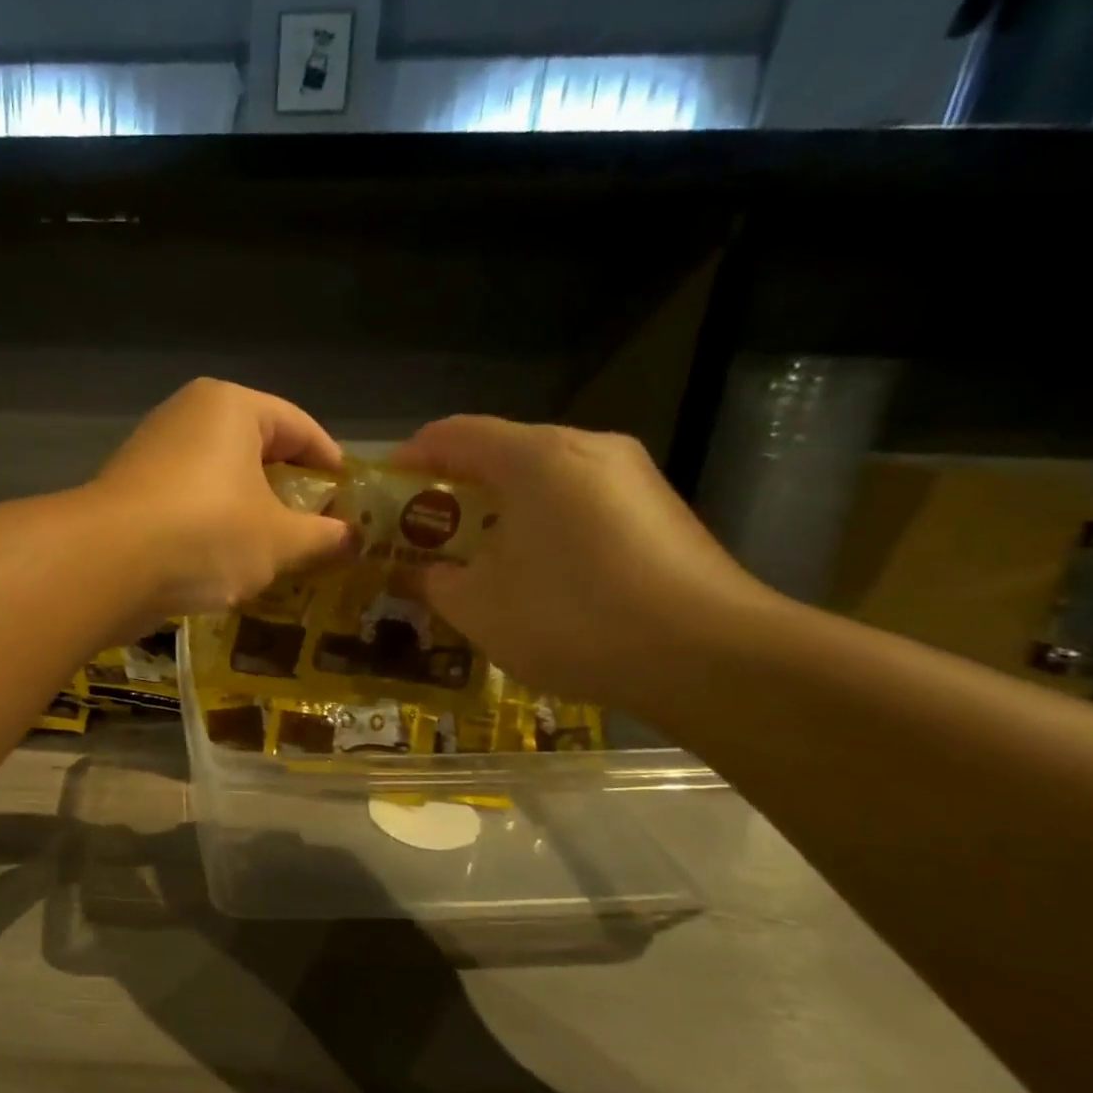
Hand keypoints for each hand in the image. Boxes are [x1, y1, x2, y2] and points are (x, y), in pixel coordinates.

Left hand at [91, 378, 350, 624]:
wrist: (106, 565)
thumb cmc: (207, 534)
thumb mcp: (279, 540)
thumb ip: (322, 537)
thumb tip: (353, 539)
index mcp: (231, 406)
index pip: (299, 426)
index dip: (331, 463)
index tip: (350, 497)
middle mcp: (188, 415)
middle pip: (256, 449)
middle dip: (289, 490)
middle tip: (317, 526)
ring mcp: (152, 452)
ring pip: (219, 479)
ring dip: (249, 512)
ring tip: (276, 550)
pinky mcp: (129, 491)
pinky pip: (188, 502)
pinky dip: (212, 526)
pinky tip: (226, 561)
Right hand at [393, 417, 773, 709]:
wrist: (710, 658)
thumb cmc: (571, 619)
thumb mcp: (477, 606)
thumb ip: (432, 580)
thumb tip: (416, 573)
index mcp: (535, 457)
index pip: (453, 434)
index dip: (409, 459)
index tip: (382, 492)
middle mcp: (587, 449)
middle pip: (500, 453)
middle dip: (452, 490)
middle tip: (421, 532)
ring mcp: (631, 477)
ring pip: (542, 479)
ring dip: (496, 510)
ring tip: (472, 556)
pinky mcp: (658, 511)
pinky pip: (578, 502)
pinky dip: (539, 524)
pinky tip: (532, 572)